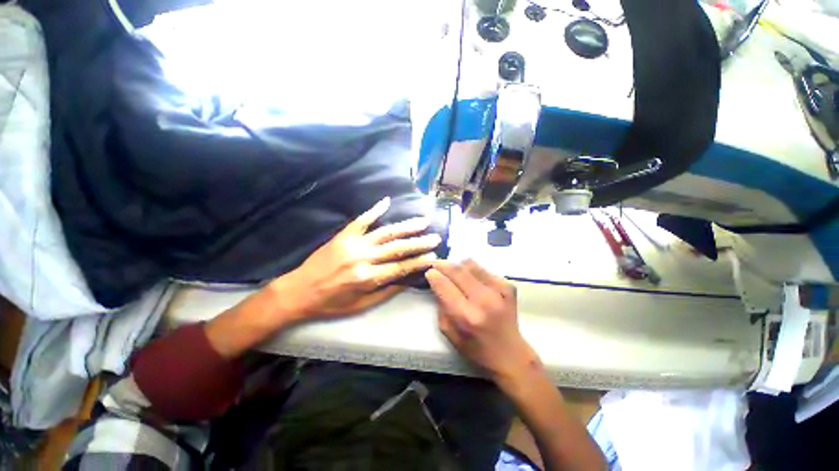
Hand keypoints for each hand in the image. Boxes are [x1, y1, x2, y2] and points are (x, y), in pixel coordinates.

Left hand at [276, 197, 440, 318]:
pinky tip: (386, 201)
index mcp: (368, 278)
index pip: (401, 267)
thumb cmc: (331, 303)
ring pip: (386, 232)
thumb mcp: (362, 305)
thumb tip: (409, 279)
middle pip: (397, 248)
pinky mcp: (343, 235)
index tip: (434, 256)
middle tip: (436, 237)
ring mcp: (353, 243)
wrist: (299, 291)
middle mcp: (363, 258)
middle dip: (419, 242)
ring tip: (423, 221)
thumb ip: (387, 291)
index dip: (419, 261)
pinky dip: (374, 210)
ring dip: (406, 226)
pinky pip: (361, 220)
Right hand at [425, 260, 540, 382]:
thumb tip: (437, 282)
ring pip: (470, 264)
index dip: (434, 275)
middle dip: (443, 265)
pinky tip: (472, 280)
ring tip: (454, 273)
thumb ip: (441, 306)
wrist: (510, 354)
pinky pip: (483, 269)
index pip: (444, 285)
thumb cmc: (475, 348)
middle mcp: (484, 300)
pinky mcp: (508, 286)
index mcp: (466, 316)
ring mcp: (499, 290)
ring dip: (458, 266)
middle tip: (437, 265)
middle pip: (457, 270)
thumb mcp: (449, 332)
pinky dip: (473, 271)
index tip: (429, 271)